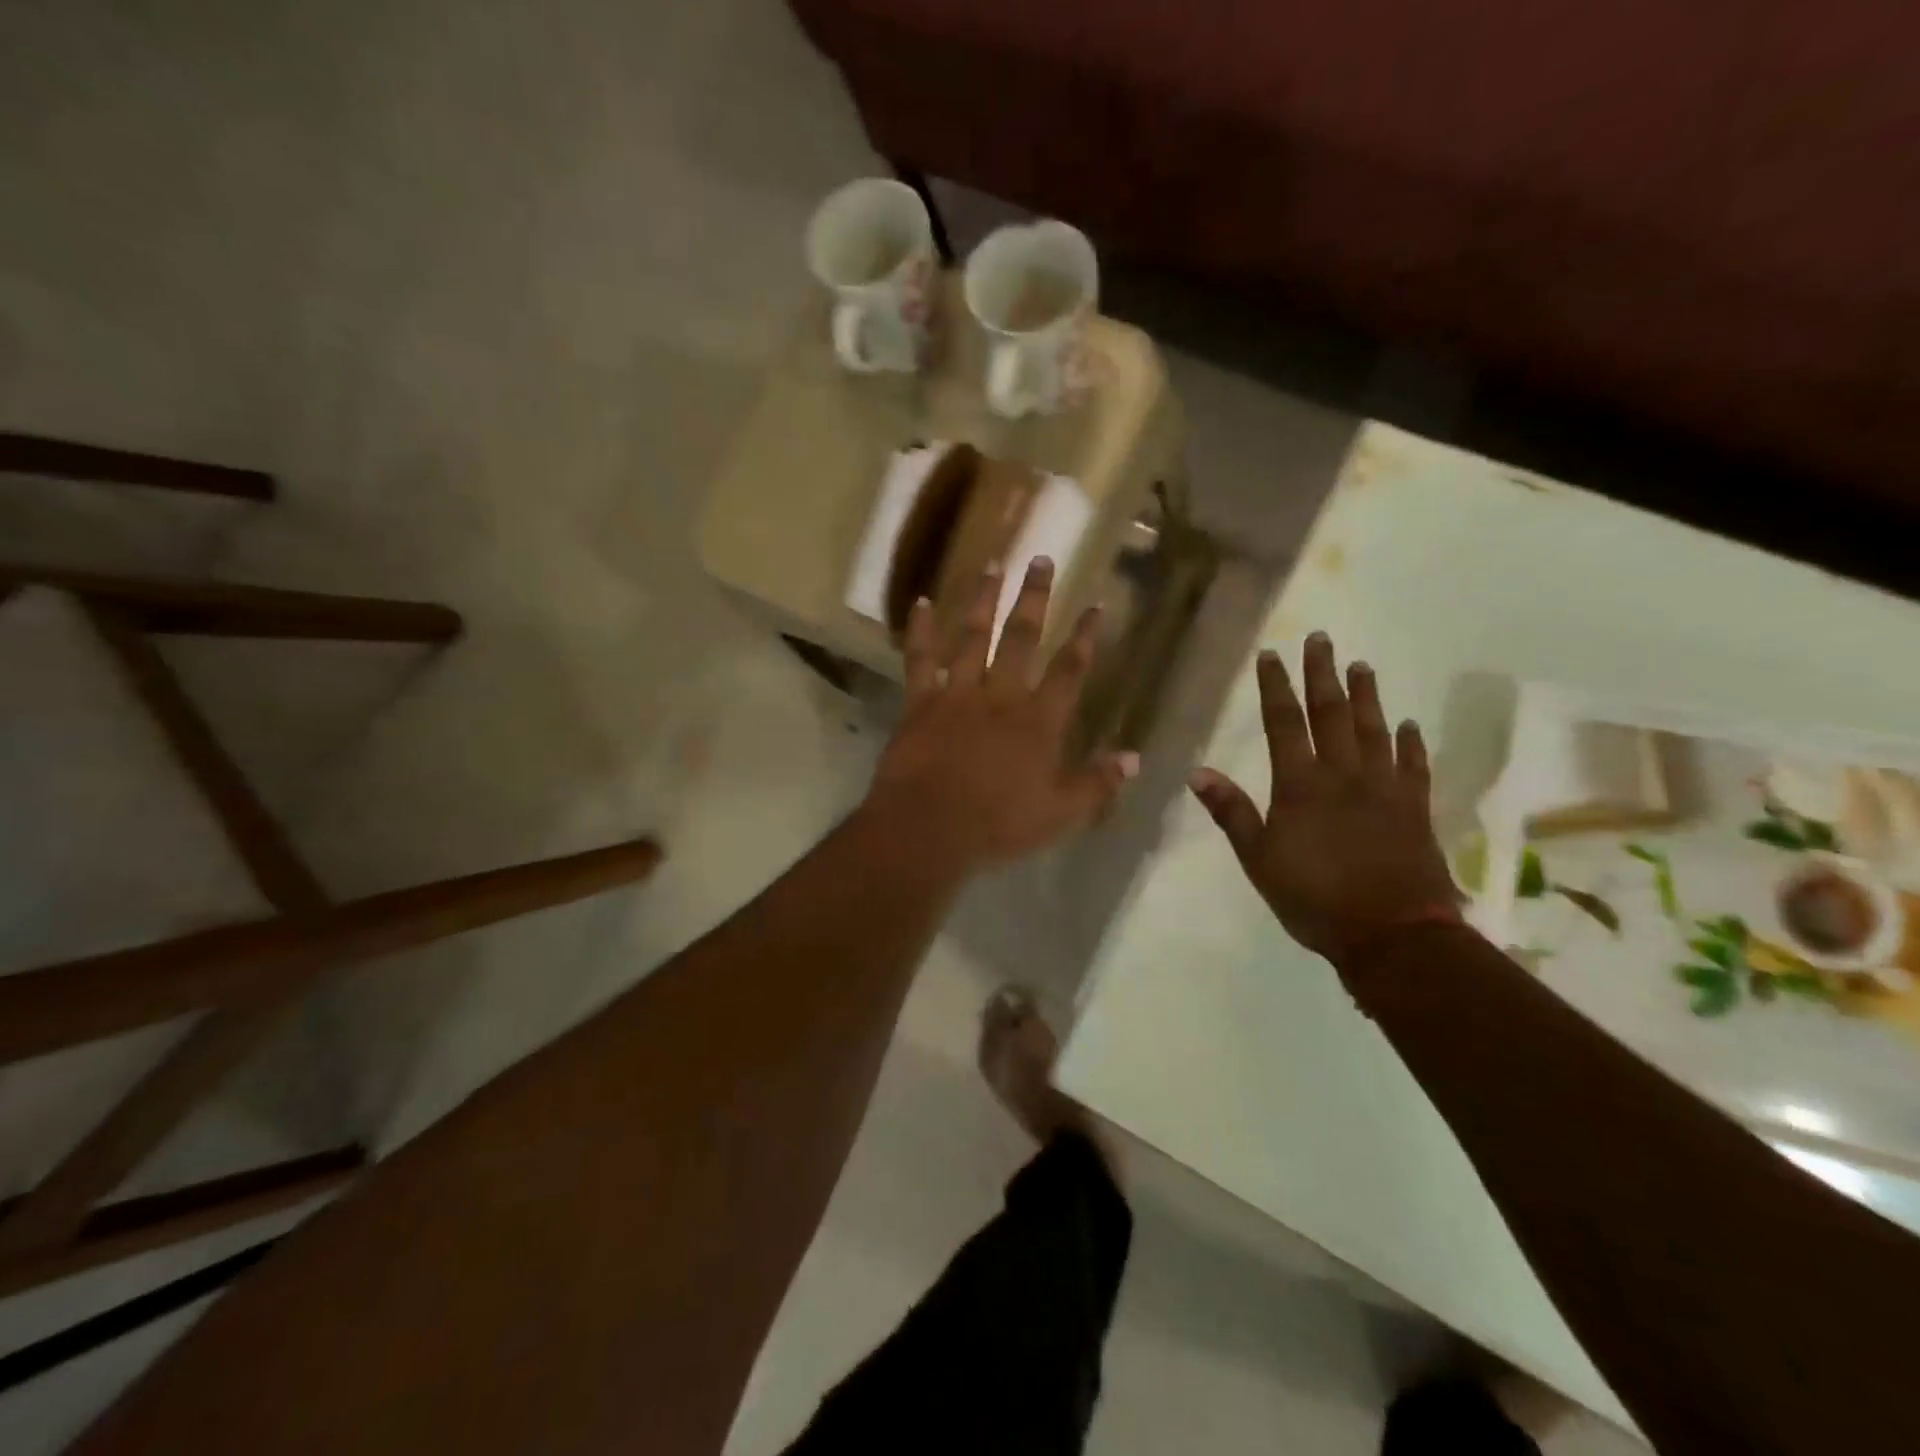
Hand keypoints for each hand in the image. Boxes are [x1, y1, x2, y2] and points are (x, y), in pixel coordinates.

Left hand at [862, 557, 1138, 875]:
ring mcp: (958, 694)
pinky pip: (920, 659)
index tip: (1096, 603)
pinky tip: (922, 602)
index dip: (1085, 636)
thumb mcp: (1060, 814)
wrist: (928, 828)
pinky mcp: (920, 702)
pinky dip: (920, 630)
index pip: (1070, 669)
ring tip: (994, 564)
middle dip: (1035, 597)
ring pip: (972, 636)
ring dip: (984, 599)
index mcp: (1039, 721)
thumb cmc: (998, 825)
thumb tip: (1135, 758)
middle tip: (1042, 558)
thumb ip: (1098, 784)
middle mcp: (1001, 696)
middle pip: (1022, 638)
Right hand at [1189, 633, 1457, 963]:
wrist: (1392, 934)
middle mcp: (1344, 775)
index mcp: (1301, 785)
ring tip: (1362, 666)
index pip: (1285, 723)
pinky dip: (1411, 742)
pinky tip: (1408, 724)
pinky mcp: (1415, 809)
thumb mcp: (1258, 859)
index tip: (1272, 654)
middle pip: (1332, 714)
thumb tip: (1196, 772)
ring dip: (1367, 696)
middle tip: (1321, 639)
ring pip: (1375, 730)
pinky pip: (1413, 766)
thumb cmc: (1315, 898)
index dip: (1276, 687)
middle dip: (1323, 674)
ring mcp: (1384, 789)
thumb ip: (1231, 812)